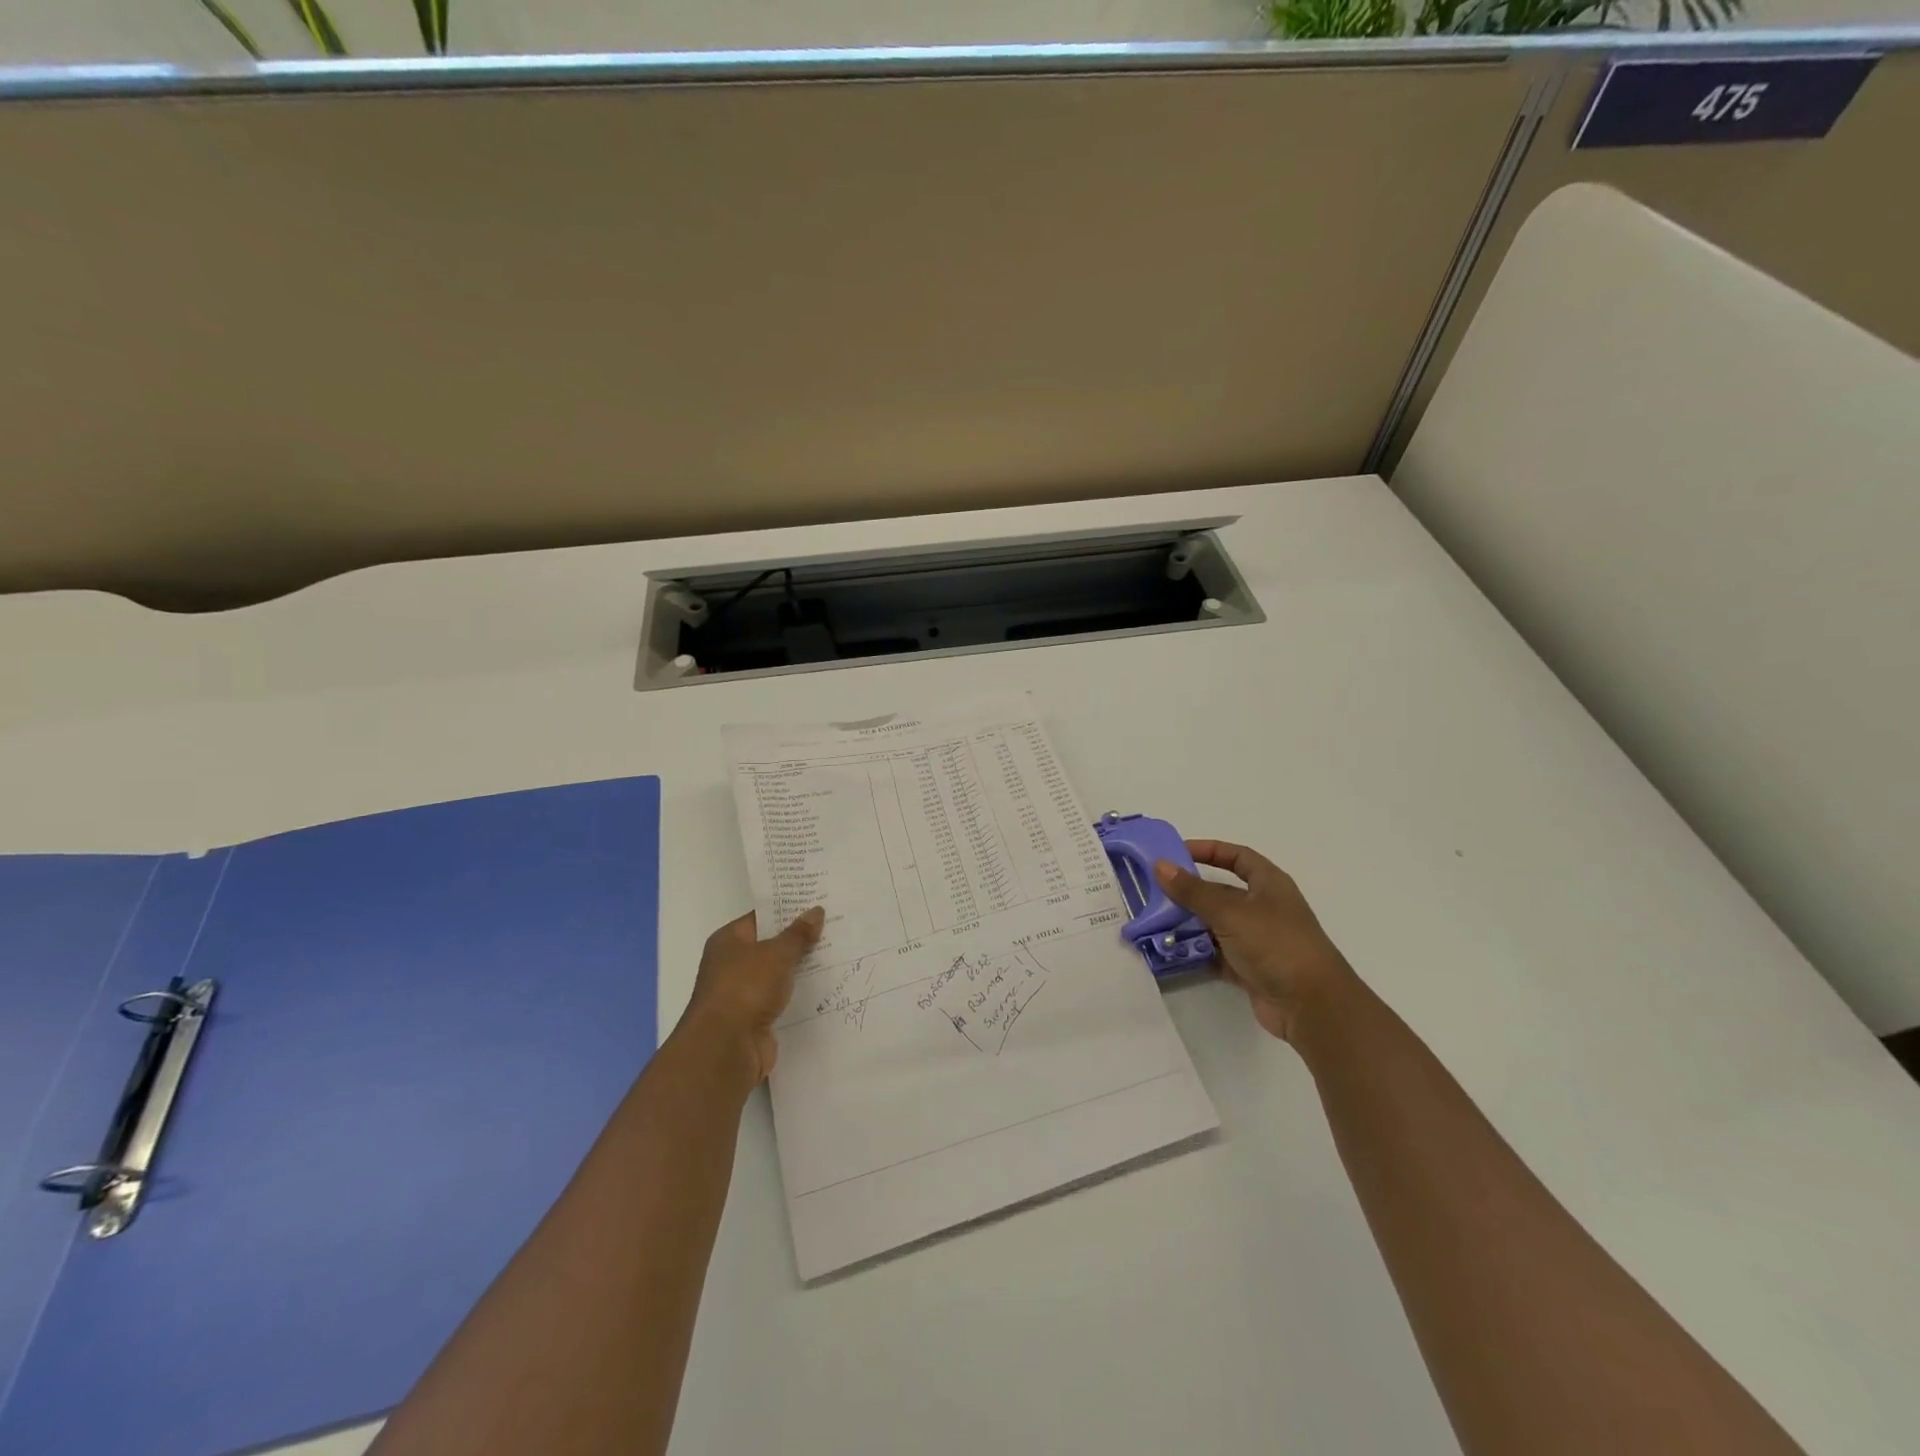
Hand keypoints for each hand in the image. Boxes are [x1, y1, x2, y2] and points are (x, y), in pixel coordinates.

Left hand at [685, 907, 822, 1080]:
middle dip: (799, 939)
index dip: (788, 910)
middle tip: (834, 925)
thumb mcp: (777, 953)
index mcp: (728, 941)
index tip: (817, 903)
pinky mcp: (754, 1018)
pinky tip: (825, 986)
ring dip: (801, 968)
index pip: (761, 918)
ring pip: (777, 974)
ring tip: (837, 953)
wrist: (726, 1047)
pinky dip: (797, 994)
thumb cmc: (746, 987)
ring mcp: (742, 993)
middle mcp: (731, 964)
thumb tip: (816, 911)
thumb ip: (798, 934)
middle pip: (770, 945)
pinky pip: (781, 998)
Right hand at [1154, 841, 1353, 1042]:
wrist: (1311, 1006)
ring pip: (1215, 924)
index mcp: (1269, 884)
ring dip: (1188, 924)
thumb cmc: (1276, 944)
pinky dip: (1196, 952)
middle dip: (1189, 892)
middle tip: (1153, 891)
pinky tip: (1170, 951)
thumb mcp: (1231, 912)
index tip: (1175, 853)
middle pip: (1220, 892)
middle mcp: (1263, 908)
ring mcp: (1257, 940)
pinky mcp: (1249, 968)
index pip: (1237, 856)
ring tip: (1154, 923)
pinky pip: (1216, 954)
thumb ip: (1193, 891)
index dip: (1208, 850)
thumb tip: (1159, 865)